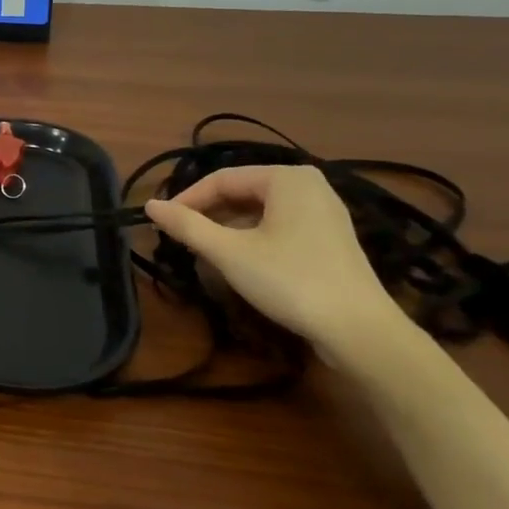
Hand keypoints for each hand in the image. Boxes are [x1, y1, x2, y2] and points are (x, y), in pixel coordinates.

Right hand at [145, 165, 398, 350]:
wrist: (359, 330)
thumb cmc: (289, 280)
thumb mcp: (228, 253)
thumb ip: (186, 225)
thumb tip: (149, 205)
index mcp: (286, 178)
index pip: (221, 179)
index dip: (186, 200)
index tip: (162, 224)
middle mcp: (308, 185)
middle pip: (242, 192)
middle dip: (208, 214)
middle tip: (181, 238)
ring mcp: (324, 211)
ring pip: (259, 210)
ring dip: (228, 227)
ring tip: (204, 250)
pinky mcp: (330, 238)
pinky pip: (279, 225)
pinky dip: (253, 236)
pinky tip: (240, 260)